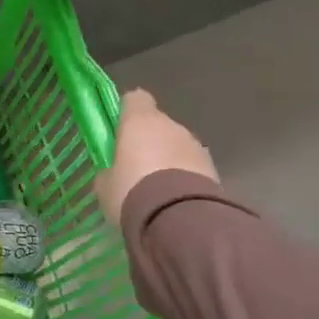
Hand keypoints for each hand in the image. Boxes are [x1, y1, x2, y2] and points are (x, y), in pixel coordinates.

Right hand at [94, 89, 219, 226]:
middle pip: (157, 125)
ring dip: (168, 161)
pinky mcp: (212, 168)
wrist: (177, 219)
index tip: (119, 131)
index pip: (135, 99)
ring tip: (156, 190)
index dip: (127, 112)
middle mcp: (170, 125)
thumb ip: (109, 171)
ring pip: (176, 146)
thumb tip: (113, 172)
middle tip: (135, 169)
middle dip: (148, 142)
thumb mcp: (106, 185)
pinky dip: (183, 177)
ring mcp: (195, 145)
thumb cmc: (131, 191)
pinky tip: (173, 200)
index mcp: (140, 121)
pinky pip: (191, 167)